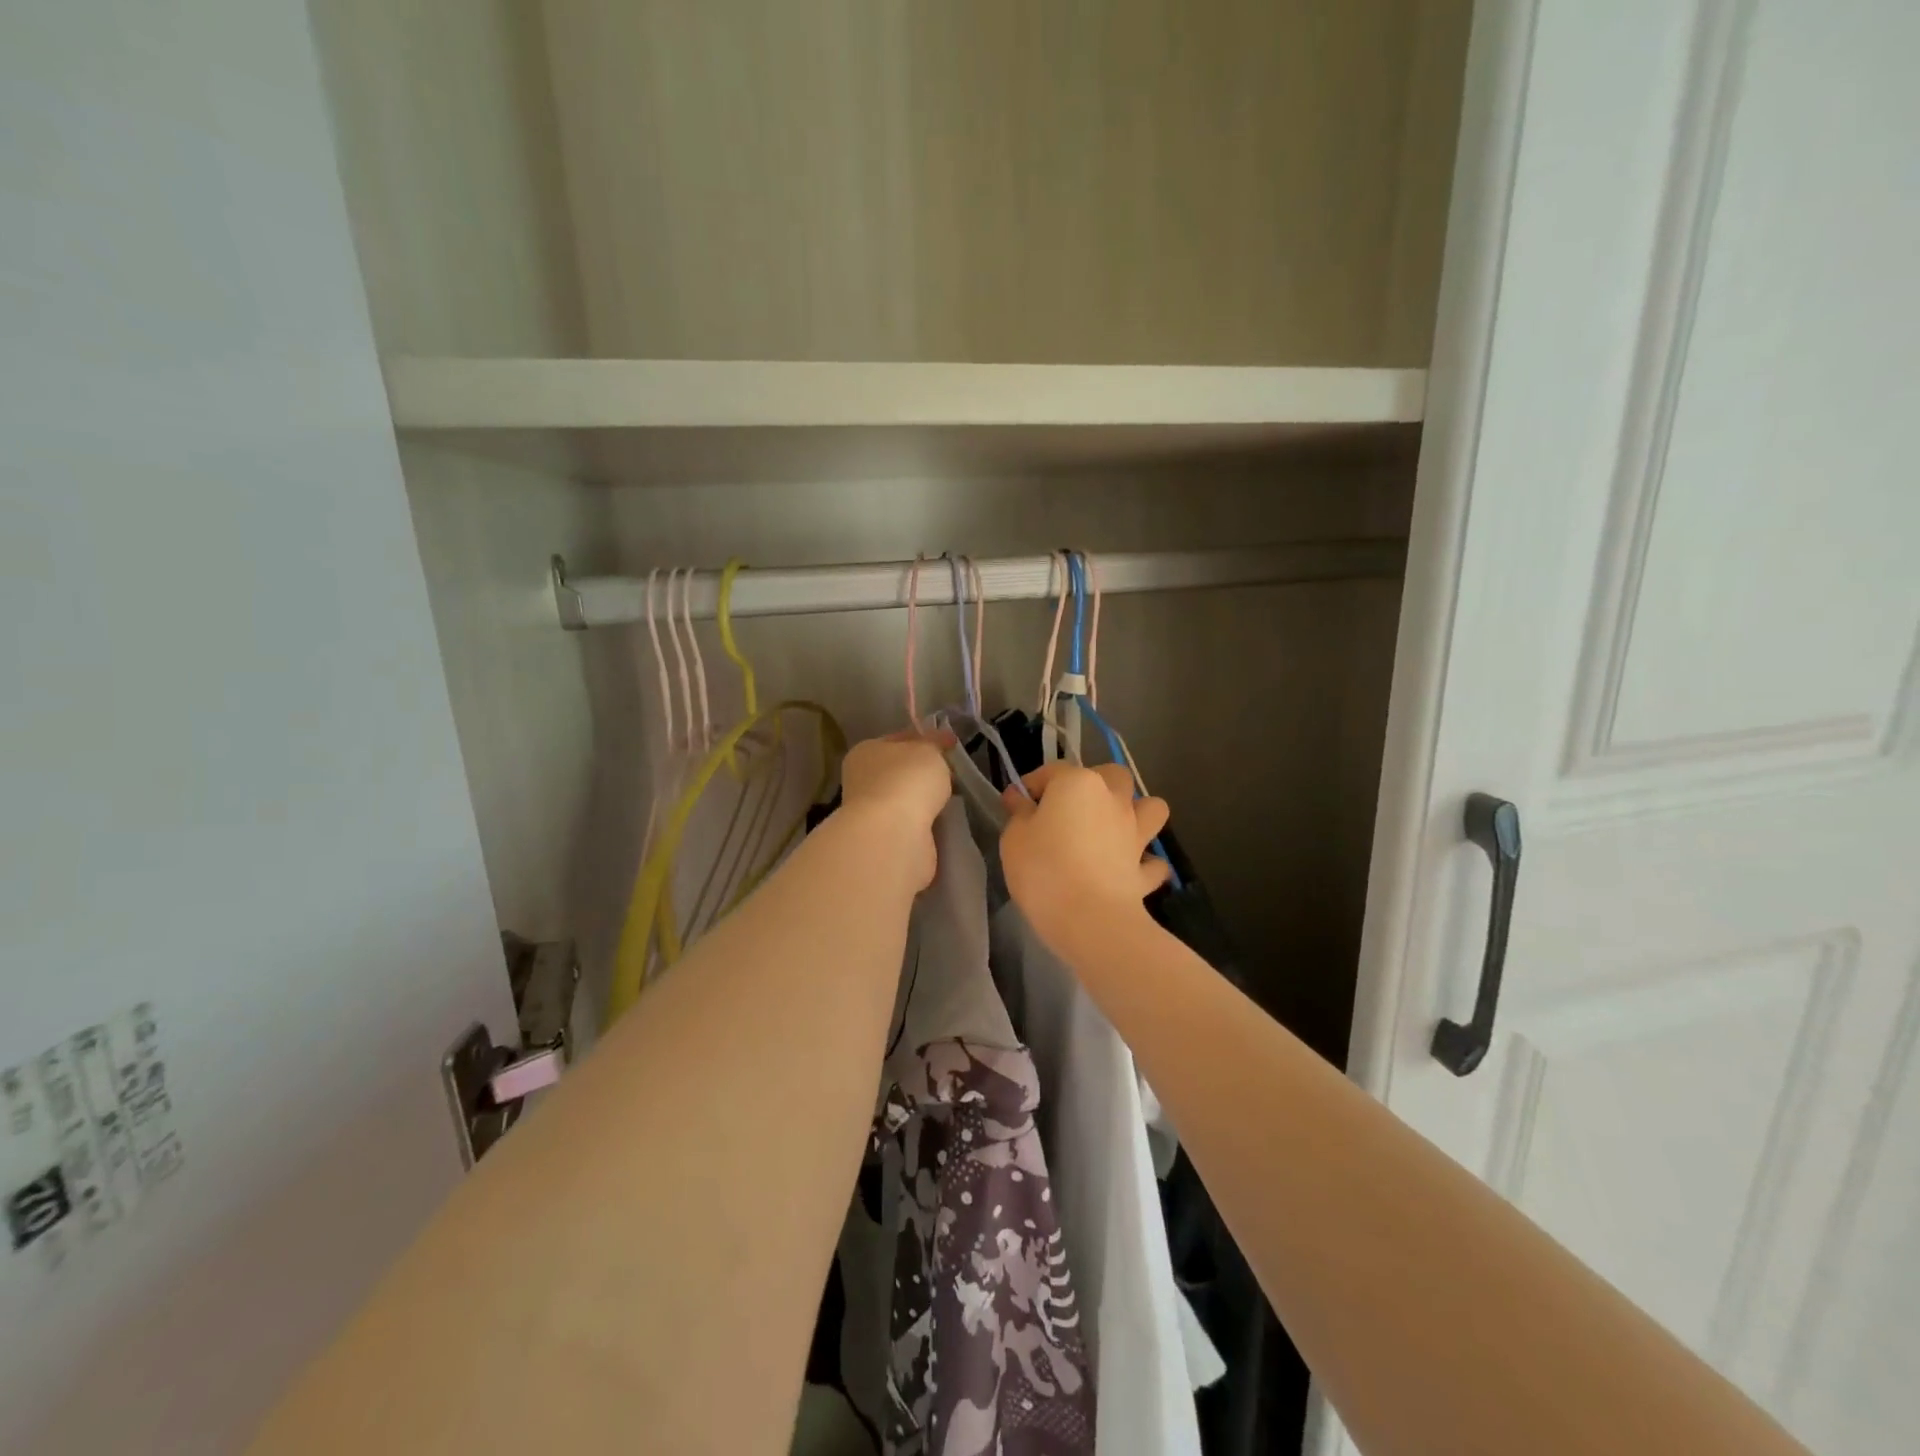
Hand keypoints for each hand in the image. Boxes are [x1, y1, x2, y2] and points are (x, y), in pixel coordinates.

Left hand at [838, 731, 955, 889]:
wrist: (893, 834)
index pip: (898, 739)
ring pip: (906, 799)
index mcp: (866, 752)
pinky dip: (926, 822)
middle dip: (925, 772)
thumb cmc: (907, 780)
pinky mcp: (885, 839)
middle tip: (953, 773)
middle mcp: (863, 781)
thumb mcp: (929, 750)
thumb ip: (934, 744)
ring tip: (952, 798)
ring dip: (925, 800)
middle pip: (901, 771)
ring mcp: (872, 813)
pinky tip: (942, 821)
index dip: (925, 739)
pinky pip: (912, 823)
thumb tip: (940, 741)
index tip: (950, 744)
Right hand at [1000, 762, 1171, 948]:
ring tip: (1114, 829)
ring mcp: (1135, 833)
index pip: (1053, 770)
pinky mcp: (1145, 869)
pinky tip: (1129, 870)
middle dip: (1096, 784)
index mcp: (1078, 784)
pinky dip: (1144, 863)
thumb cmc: (1043, 869)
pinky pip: (1152, 861)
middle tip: (1072, 809)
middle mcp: (1113, 799)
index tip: (1018, 805)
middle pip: (1113, 776)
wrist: (1089, 919)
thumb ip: (1019, 813)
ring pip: (1151, 808)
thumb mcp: (1014, 838)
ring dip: (1137, 813)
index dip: (1032, 785)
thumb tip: (1019, 797)